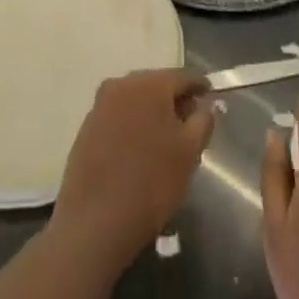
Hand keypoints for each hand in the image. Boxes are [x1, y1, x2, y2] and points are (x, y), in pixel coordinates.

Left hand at [53, 69, 214, 265]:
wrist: (95, 221)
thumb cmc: (152, 182)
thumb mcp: (189, 152)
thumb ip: (202, 121)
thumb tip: (203, 106)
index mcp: (148, 84)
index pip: (183, 76)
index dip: (200, 86)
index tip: (211, 96)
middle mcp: (121, 85)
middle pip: (157, 85)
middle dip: (175, 100)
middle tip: (191, 123)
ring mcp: (100, 105)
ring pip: (136, 101)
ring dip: (153, 113)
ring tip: (167, 140)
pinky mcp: (87, 128)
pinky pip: (119, 117)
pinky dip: (134, 125)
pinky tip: (141, 150)